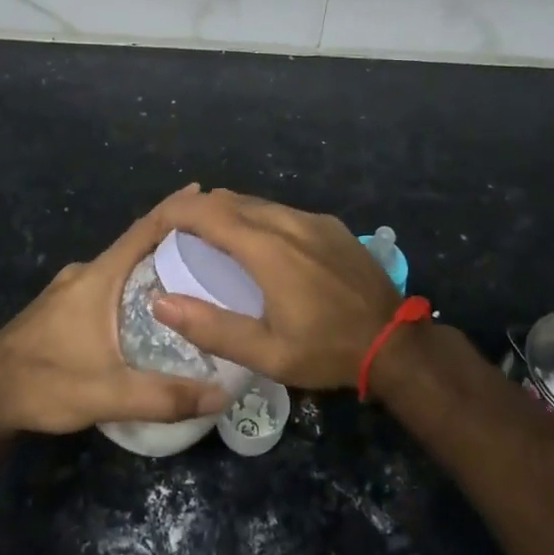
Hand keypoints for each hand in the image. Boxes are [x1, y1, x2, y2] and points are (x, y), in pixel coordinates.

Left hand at [0, 185, 231, 435]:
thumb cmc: (44, 384)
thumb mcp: (108, 394)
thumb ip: (164, 396)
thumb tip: (222, 396)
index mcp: (97, 277)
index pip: (143, 230)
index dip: (175, 210)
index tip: (207, 194)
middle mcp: (84, 273)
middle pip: (136, 246)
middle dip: (173, 240)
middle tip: (214, 244)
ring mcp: (69, 289)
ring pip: (121, 267)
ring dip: (152, 264)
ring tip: (192, 274)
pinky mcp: (61, 307)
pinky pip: (108, 283)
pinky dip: (134, 283)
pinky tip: (150, 305)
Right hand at [150, 189, 400, 390]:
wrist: (395, 343)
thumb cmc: (326, 351)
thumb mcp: (266, 353)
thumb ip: (210, 328)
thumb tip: (160, 302)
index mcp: (267, 249)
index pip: (208, 212)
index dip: (177, 212)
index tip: (158, 224)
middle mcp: (288, 222)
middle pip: (230, 200)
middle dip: (200, 210)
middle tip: (180, 235)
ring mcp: (312, 220)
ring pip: (257, 203)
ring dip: (229, 214)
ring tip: (214, 240)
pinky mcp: (330, 225)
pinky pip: (282, 211)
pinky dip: (258, 219)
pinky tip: (260, 246)